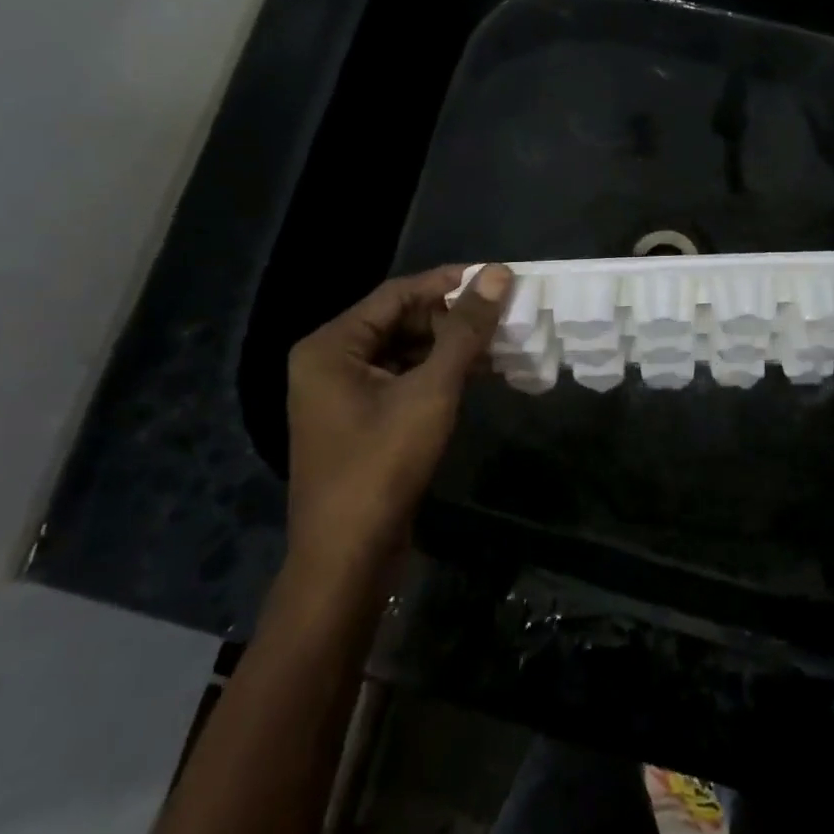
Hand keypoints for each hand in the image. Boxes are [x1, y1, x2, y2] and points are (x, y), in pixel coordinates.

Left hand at [283, 264, 510, 577]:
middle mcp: (330, 362)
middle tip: (503, 314)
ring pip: (404, 352)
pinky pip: (402, 381)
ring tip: (500, 341)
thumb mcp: (431, 391)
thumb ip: (465, 331)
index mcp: (331, 346)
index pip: (397, 294)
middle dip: (452, 319)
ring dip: (450, 347)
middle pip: (399, 321)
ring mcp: (342, 395)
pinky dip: (438, 374)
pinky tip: (478, 374)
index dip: (448, 283)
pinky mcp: (360, 422)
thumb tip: (498, 274)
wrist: (347, 558)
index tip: (495, 277)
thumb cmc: (382, 465)